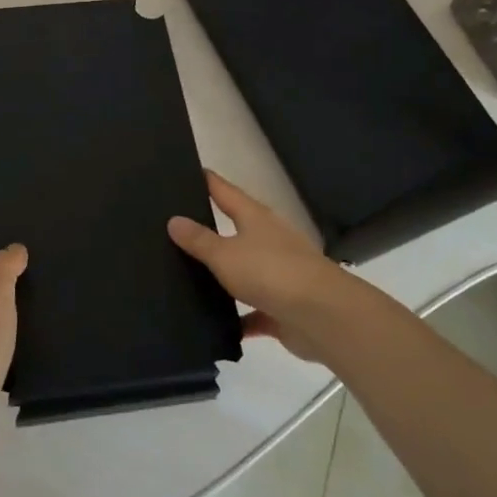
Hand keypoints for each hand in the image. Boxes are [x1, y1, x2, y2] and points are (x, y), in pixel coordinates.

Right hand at [168, 170, 355, 362]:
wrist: (323, 317)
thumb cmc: (271, 272)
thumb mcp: (225, 254)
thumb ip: (198, 240)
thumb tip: (174, 220)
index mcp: (255, 218)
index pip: (225, 191)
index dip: (206, 181)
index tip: (185, 171)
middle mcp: (268, 240)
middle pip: (236, 227)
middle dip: (210, 227)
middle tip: (173, 227)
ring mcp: (278, 274)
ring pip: (244, 270)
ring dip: (224, 274)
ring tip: (186, 275)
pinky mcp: (282, 307)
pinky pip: (253, 310)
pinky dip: (238, 317)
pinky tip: (214, 325)